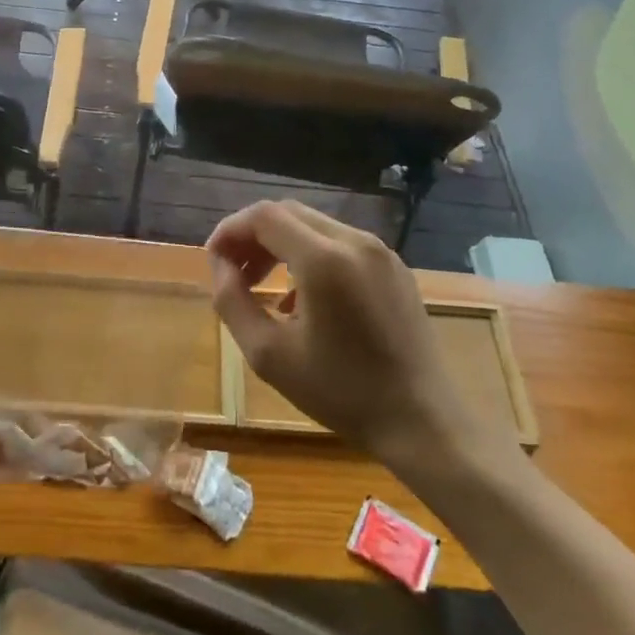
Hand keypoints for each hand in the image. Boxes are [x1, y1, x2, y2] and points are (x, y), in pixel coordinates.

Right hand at [207, 201, 519, 470]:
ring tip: (260, 286)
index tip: (213, 260)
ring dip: (280, 245)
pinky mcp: (395, 267)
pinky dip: (310, 255)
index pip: (264, 216)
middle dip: (253, 236)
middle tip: (233, 273)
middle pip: (289, 214)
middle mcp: (355, 241)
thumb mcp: (269, 354)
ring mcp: (380, 251)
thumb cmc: (341, 392)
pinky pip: (341, 244)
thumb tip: (219, 266)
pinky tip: (301, 299)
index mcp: (324, 259)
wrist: (422, 420)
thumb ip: (233, 302)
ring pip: (315, 226)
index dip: (231, 230)